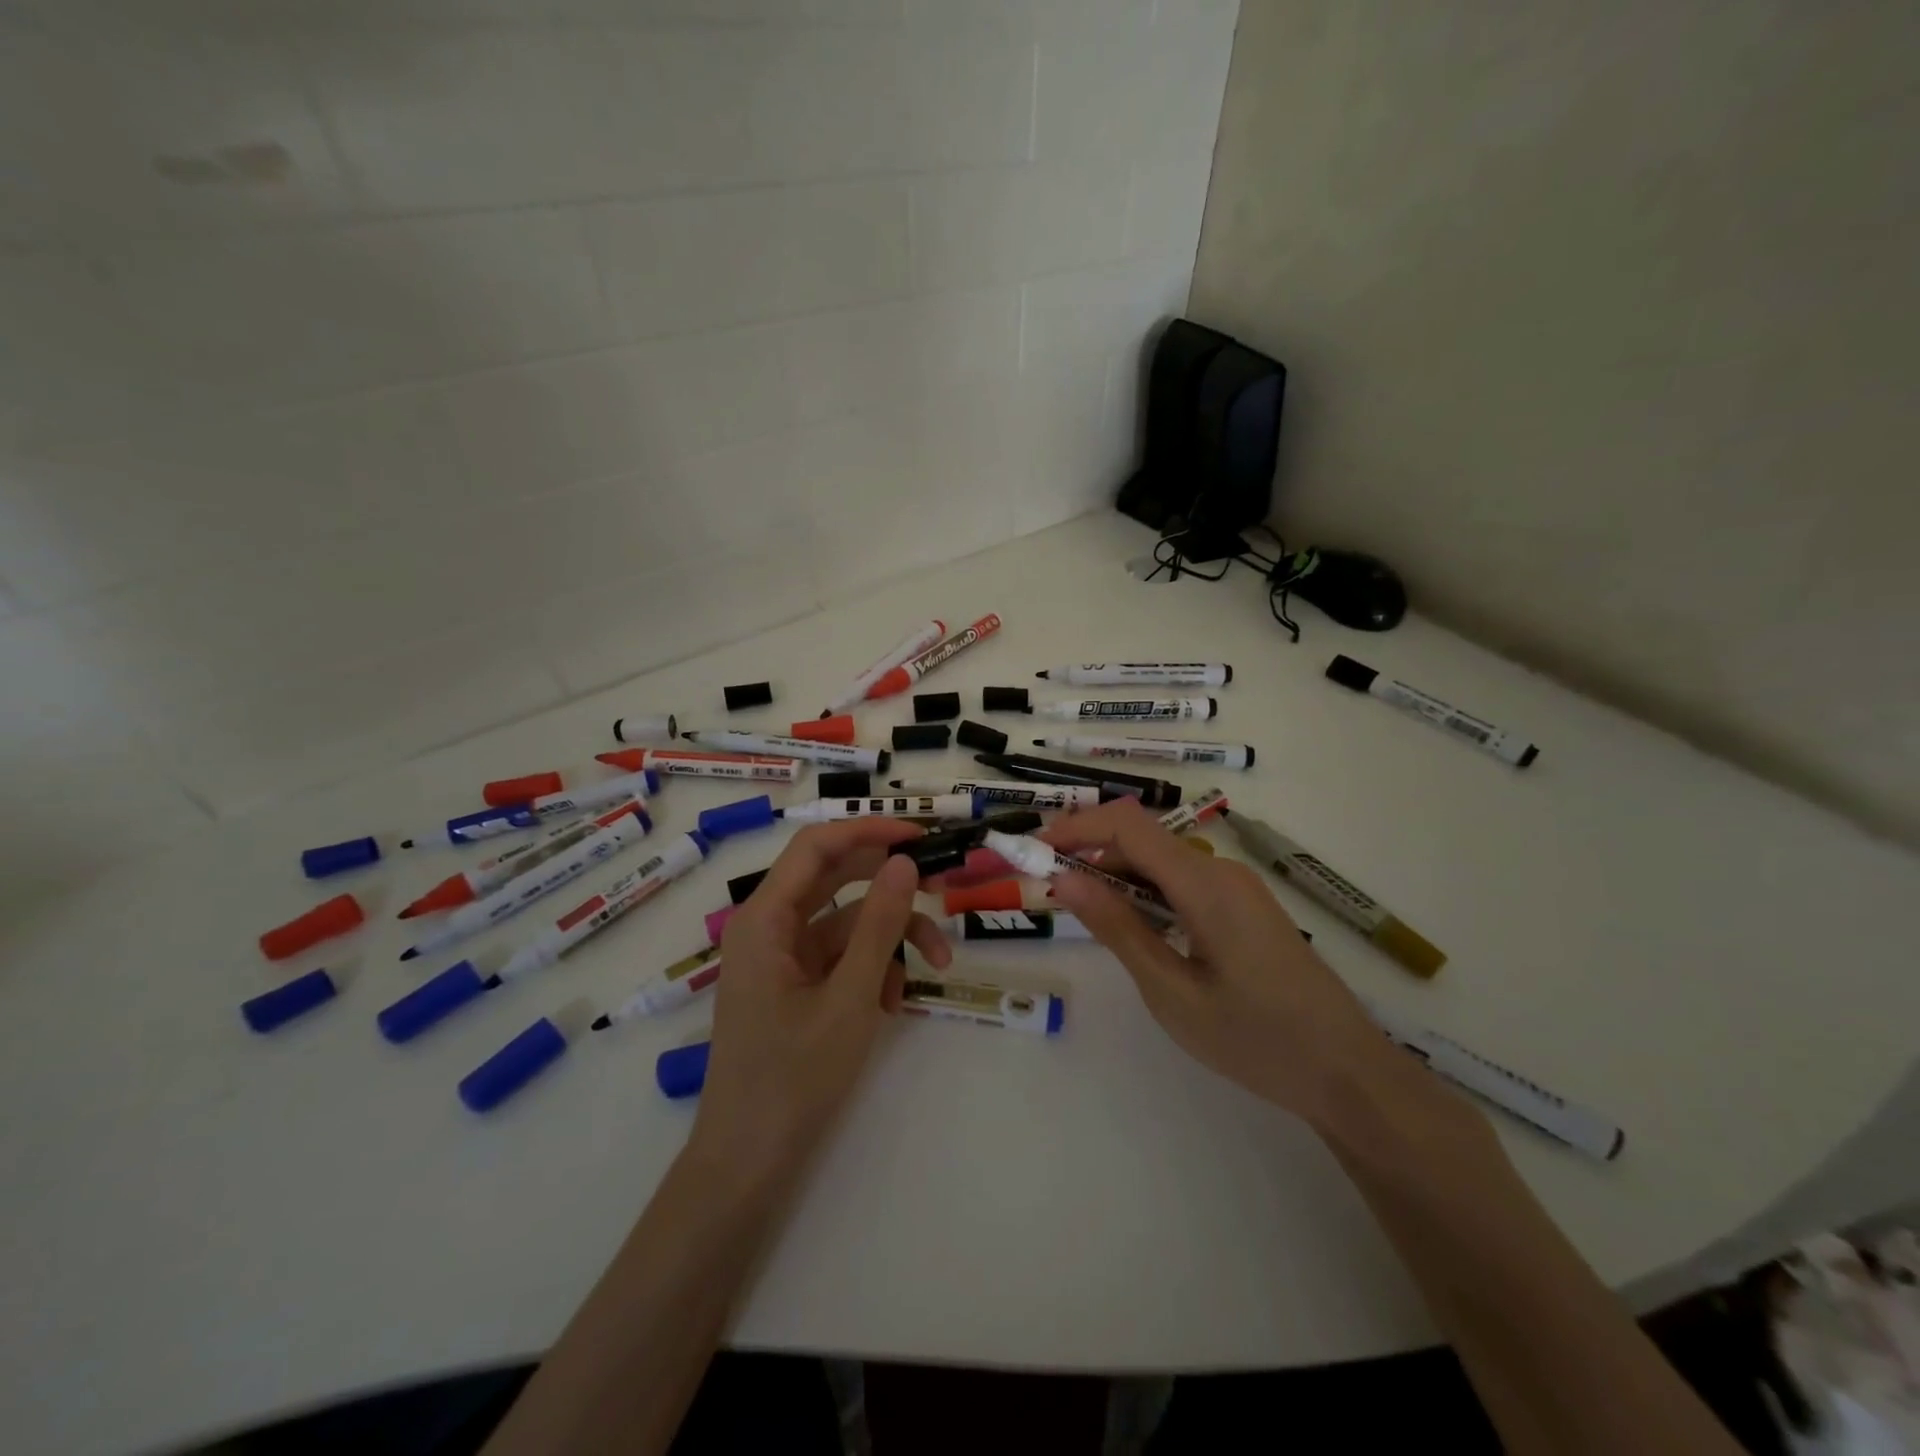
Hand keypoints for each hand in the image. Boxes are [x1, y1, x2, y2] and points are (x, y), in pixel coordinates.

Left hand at [688, 820, 952, 1191]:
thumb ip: (879, 925)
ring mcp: (783, 958)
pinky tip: (892, 1004)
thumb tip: (905, 862)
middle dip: (891, 886)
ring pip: (847, 922)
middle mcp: (770, 927)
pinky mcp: (795, 985)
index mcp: (765, 918)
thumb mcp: (849, 997)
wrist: (748, 1163)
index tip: (921, 836)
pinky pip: (841, 957)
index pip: (818, 846)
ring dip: (892, 938)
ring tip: (936, 967)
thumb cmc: (793, 1078)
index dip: (870, 830)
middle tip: (941, 887)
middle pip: (837, 880)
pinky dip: (872, 969)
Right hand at [1041, 799, 1395, 1129]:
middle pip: (1143, 839)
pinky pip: (1184, 882)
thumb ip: (1117, 928)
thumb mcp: (1171, 992)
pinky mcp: (1245, 907)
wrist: (1348, 1073)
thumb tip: (1065, 879)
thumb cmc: (1256, 1040)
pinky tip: (1135, 929)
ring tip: (1086, 914)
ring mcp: (1237, 887)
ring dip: (1118, 875)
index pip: (1127, 824)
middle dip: (1090, 854)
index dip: (1075, 827)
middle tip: (1051, 892)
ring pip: (1162, 860)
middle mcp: (1221, 870)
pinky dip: (1147, 893)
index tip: (1034, 852)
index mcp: (1204, 883)